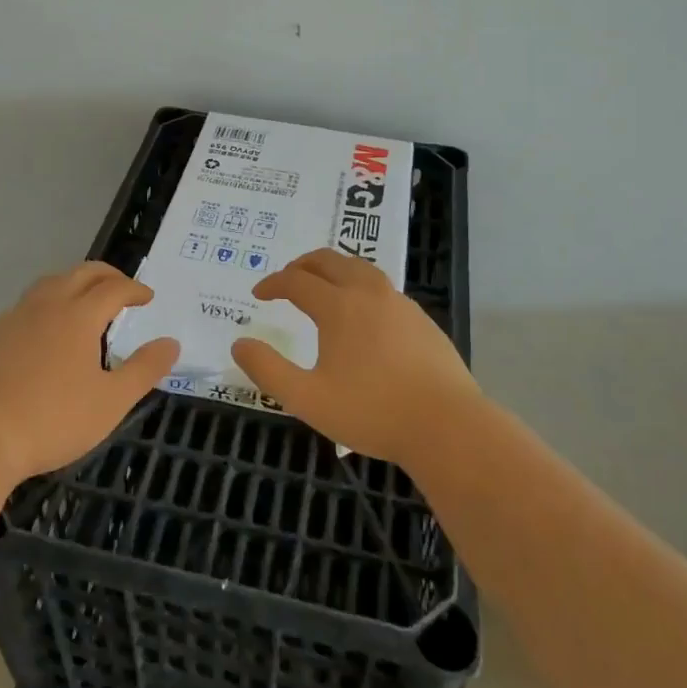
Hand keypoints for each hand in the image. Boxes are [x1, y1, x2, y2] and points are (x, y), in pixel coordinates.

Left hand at [0, 263, 178, 484]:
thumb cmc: (52, 419)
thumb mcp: (110, 401)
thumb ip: (144, 369)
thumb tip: (171, 343)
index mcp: (79, 315)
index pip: (114, 288)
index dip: (134, 289)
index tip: (148, 297)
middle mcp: (47, 305)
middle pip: (81, 274)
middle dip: (106, 275)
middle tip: (122, 288)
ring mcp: (14, 318)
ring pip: (49, 284)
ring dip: (73, 283)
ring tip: (83, 301)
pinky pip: (25, 306)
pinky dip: (46, 305)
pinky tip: (43, 330)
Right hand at [232, 248, 480, 468]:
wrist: (447, 426)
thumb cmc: (372, 412)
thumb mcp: (308, 399)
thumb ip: (268, 370)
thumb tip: (239, 344)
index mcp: (338, 306)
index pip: (297, 280)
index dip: (273, 283)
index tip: (259, 294)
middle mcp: (368, 292)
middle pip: (329, 261)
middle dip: (302, 265)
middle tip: (287, 279)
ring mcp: (399, 303)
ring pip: (360, 268)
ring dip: (334, 269)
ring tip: (322, 286)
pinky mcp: (421, 319)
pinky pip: (382, 287)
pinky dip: (360, 286)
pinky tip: (362, 313)